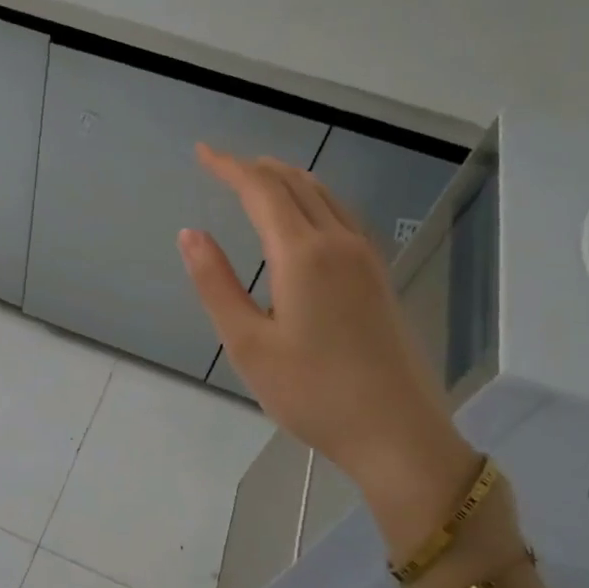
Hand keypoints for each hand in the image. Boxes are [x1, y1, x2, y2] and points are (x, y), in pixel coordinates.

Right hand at [179, 144, 480, 551]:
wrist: (398, 435)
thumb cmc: (313, 393)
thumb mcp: (248, 345)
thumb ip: (216, 284)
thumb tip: (190, 234)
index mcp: (303, 255)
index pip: (262, 190)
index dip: (229, 167)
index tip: (201, 152)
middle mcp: (339, 243)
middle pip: (296, 184)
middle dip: (255, 168)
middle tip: (221, 164)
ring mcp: (366, 259)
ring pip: (324, 196)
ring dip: (287, 179)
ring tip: (257, 177)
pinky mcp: (379, 278)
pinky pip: (341, 215)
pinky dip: (313, 199)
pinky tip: (304, 216)